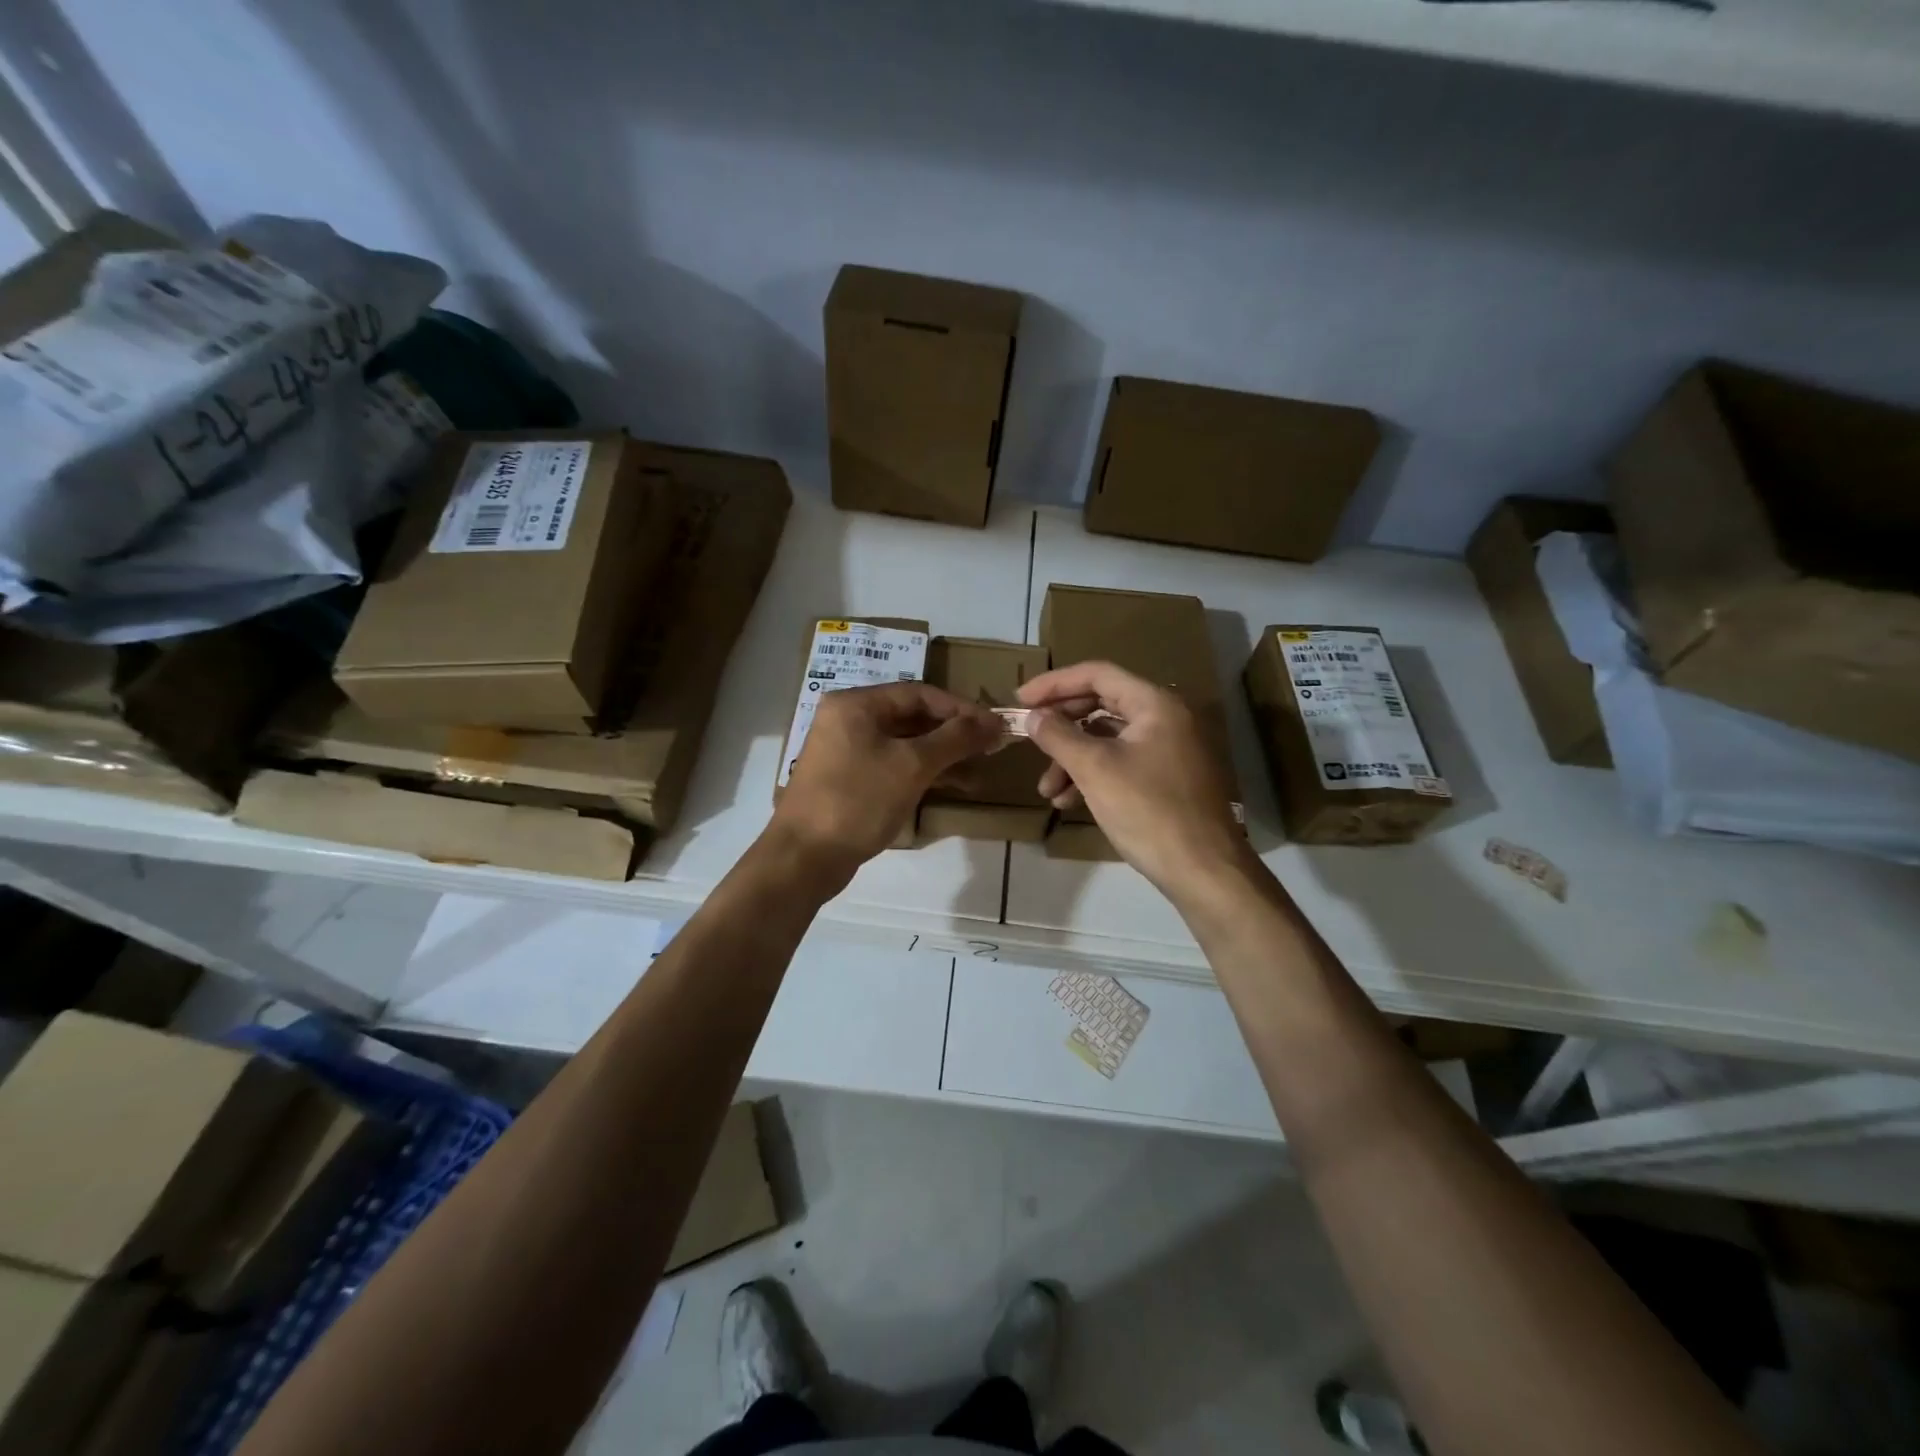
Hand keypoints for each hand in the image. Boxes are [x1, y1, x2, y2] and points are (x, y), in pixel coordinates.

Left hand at [768, 682, 1000, 887]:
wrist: (804, 858)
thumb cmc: (858, 801)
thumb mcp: (912, 766)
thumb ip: (955, 739)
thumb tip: (993, 722)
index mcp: (857, 704)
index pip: (920, 693)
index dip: (961, 709)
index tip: (995, 726)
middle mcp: (849, 719)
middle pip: (912, 716)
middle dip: (954, 733)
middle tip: (991, 747)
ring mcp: (847, 750)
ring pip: (905, 743)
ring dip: (943, 755)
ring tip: (979, 770)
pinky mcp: (850, 779)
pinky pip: (894, 764)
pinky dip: (923, 772)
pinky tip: (952, 785)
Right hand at [1018, 661, 1247, 901]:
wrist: (1204, 871)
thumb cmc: (1148, 811)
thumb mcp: (1095, 769)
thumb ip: (1059, 736)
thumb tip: (1034, 717)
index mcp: (1155, 704)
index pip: (1097, 674)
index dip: (1055, 683)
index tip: (1021, 700)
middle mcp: (1166, 718)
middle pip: (1101, 704)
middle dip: (1062, 727)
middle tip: (1030, 739)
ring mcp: (1170, 749)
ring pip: (1108, 739)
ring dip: (1072, 759)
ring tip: (1047, 791)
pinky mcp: (1168, 778)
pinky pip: (1122, 762)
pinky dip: (1093, 775)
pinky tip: (1068, 802)